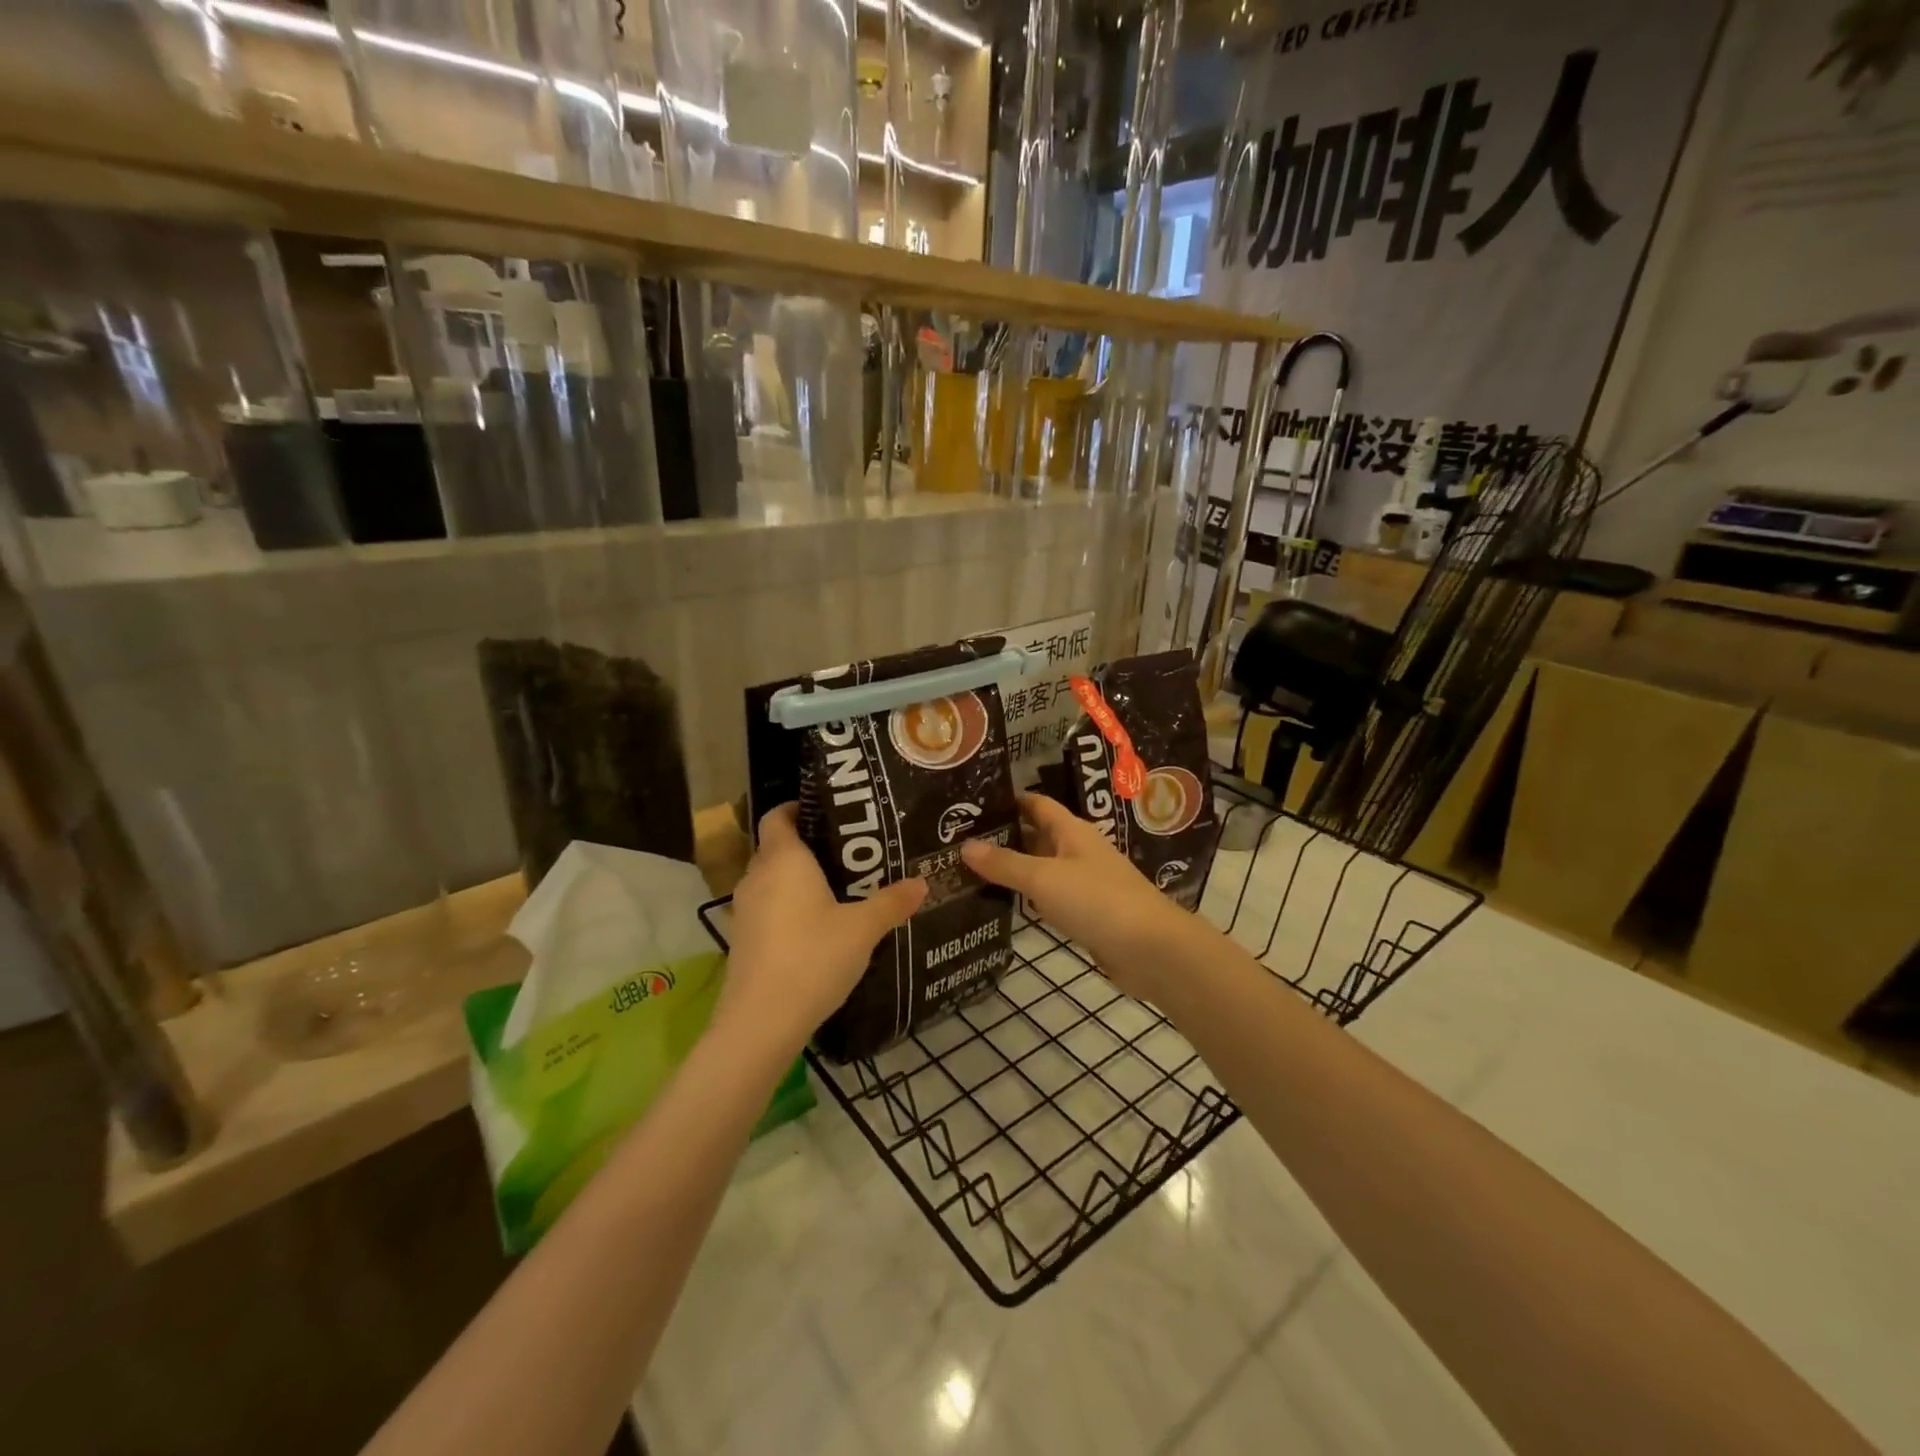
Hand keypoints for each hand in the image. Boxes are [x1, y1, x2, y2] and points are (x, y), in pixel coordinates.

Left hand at [717, 804, 925, 1052]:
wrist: (762, 1021)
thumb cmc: (813, 957)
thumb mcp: (863, 929)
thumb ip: (892, 902)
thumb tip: (922, 882)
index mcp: (784, 860)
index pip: (777, 816)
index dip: (797, 807)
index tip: (827, 811)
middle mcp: (757, 877)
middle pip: (776, 847)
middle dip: (807, 845)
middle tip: (848, 851)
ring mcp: (744, 910)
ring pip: (771, 880)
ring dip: (797, 879)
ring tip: (838, 887)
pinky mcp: (742, 939)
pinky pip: (767, 907)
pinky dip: (788, 906)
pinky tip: (817, 925)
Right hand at [961, 793, 1193, 1002]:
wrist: (1151, 950)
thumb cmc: (1097, 901)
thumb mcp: (1044, 879)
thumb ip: (1005, 863)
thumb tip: (964, 846)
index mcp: (1072, 831)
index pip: (1036, 804)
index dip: (1008, 800)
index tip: (972, 802)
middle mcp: (1078, 851)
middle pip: (1036, 836)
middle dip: (1003, 836)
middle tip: (958, 840)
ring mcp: (1084, 883)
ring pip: (1041, 868)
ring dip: (1013, 868)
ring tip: (969, 869)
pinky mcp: (1086, 914)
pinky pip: (1050, 897)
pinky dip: (1028, 897)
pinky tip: (1002, 902)